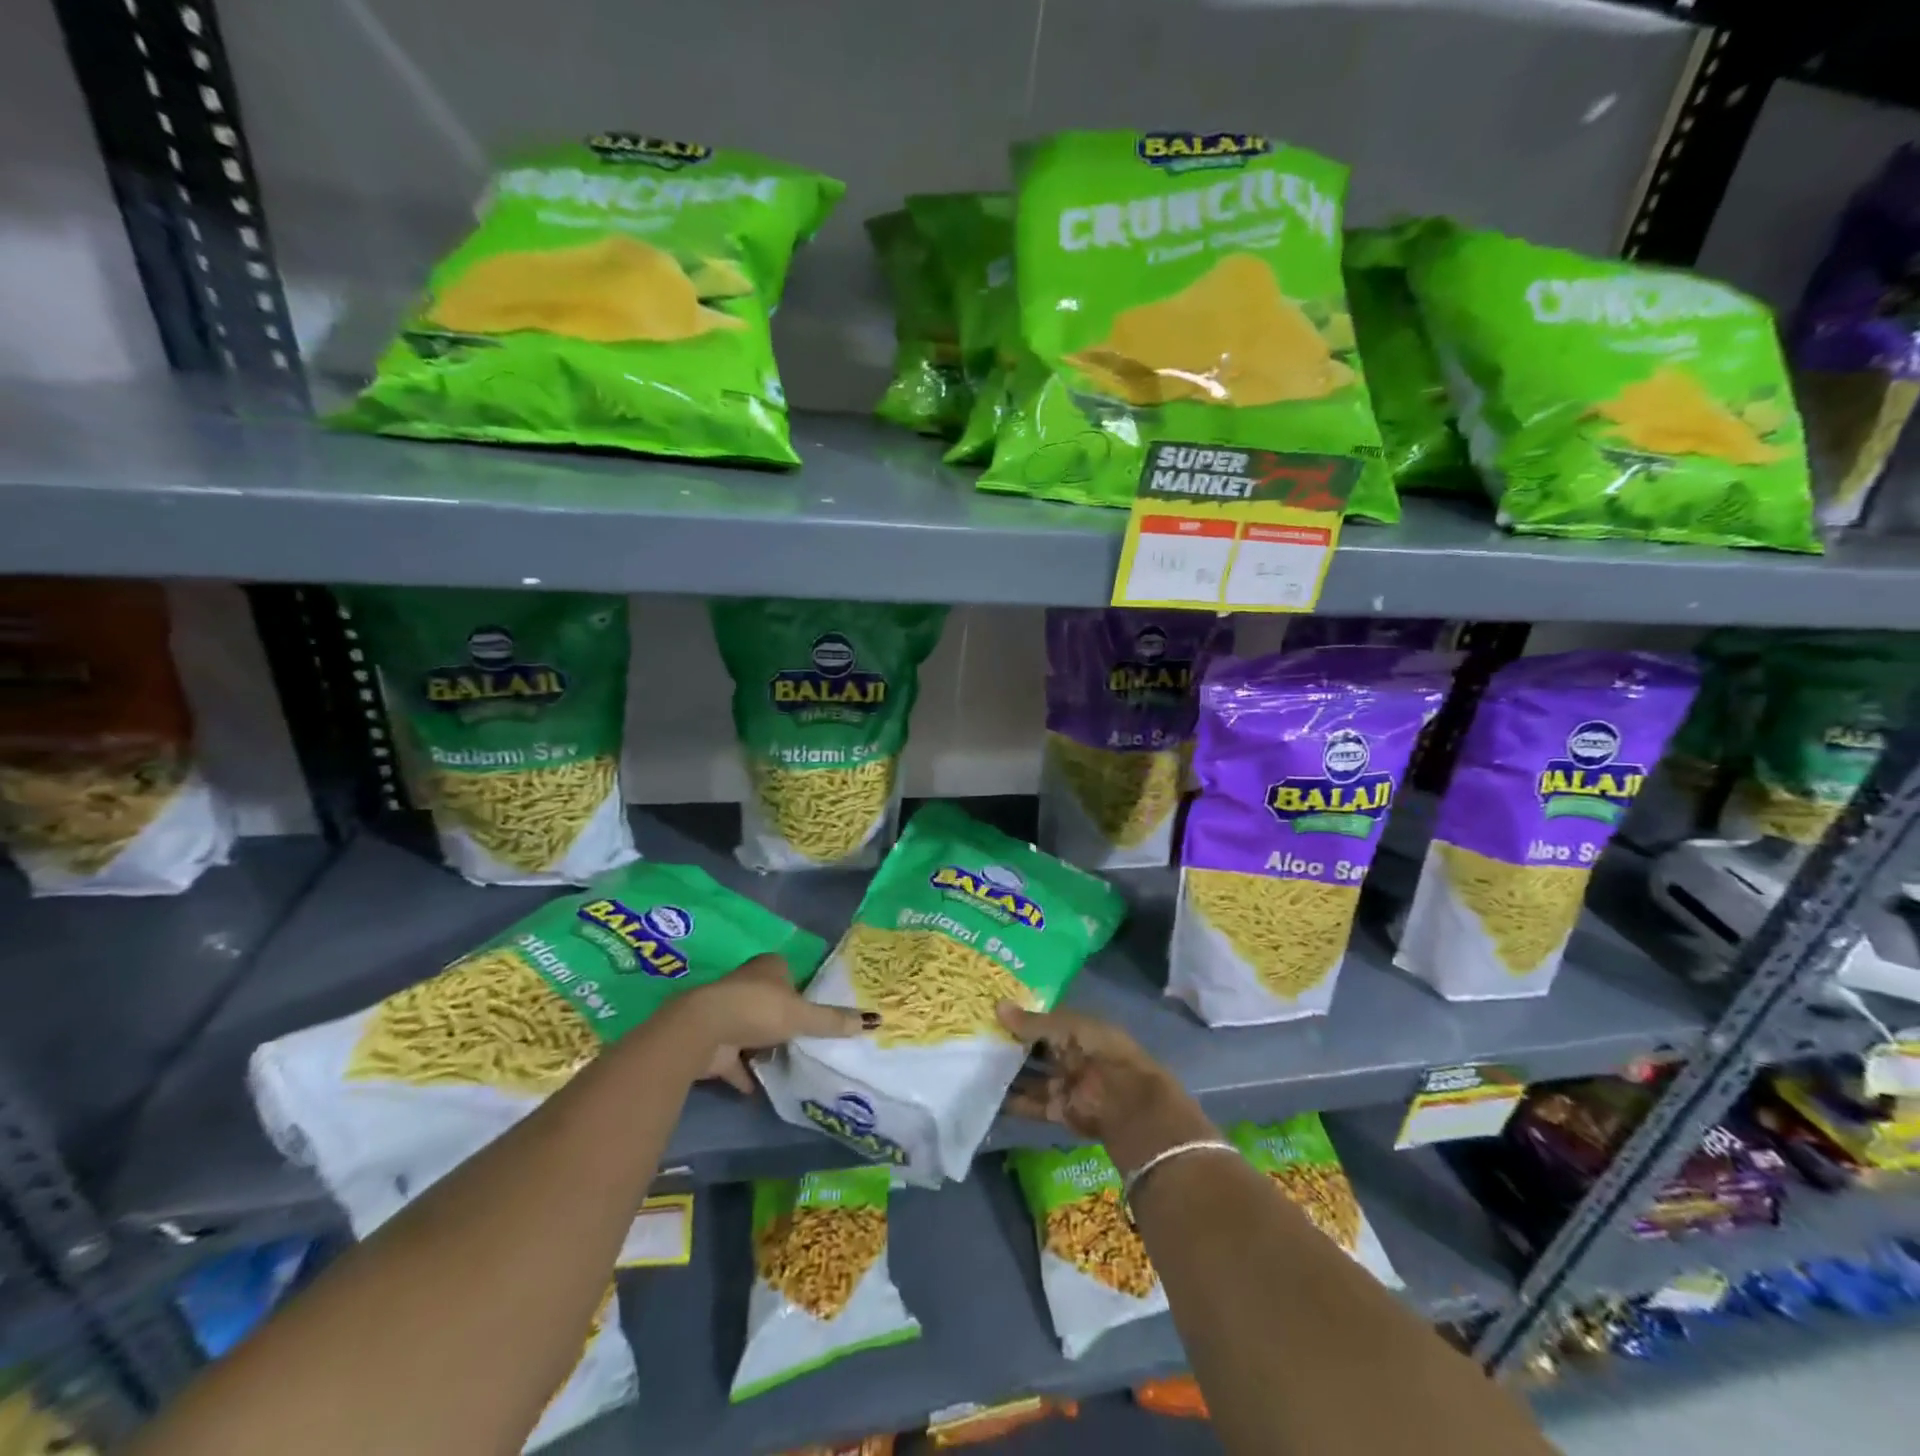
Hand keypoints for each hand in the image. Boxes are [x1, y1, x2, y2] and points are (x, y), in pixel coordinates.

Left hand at [676, 953, 875, 1095]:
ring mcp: (728, 1014)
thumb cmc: (758, 1009)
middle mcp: (747, 985)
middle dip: (783, 1018)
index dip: (802, 989)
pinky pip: (735, 1061)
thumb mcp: (803, 1015)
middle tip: (807, 1037)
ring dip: (764, 1045)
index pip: (789, 973)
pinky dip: (745, 1073)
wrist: (704, 1030)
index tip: (815, 1008)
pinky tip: (760, 1088)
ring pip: (752, 1029)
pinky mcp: (715, 1043)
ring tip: (789, 1061)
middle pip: (771, 1001)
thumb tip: (874, 1020)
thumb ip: (833, 1021)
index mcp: (768, 967)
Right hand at [996, 1003, 1214, 1175]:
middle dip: (1010, 1045)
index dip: (1021, 1016)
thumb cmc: (1100, 1052)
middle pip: (1035, 1049)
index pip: (1044, 1020)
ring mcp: (1065, 1083)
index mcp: (1078, 1029)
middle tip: (975, 1037)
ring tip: (973, 1065)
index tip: (991, 1011)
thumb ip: (1032, 1022)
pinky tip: (986, 1096)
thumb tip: (998, 1006)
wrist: (1127, 1102)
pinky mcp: (1059, 1111)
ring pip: (1030, 1076)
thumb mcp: (1066, 1028)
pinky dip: (1012, 1102)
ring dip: (1007, 1073)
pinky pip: (1031, 1104)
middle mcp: (1071, 1055)